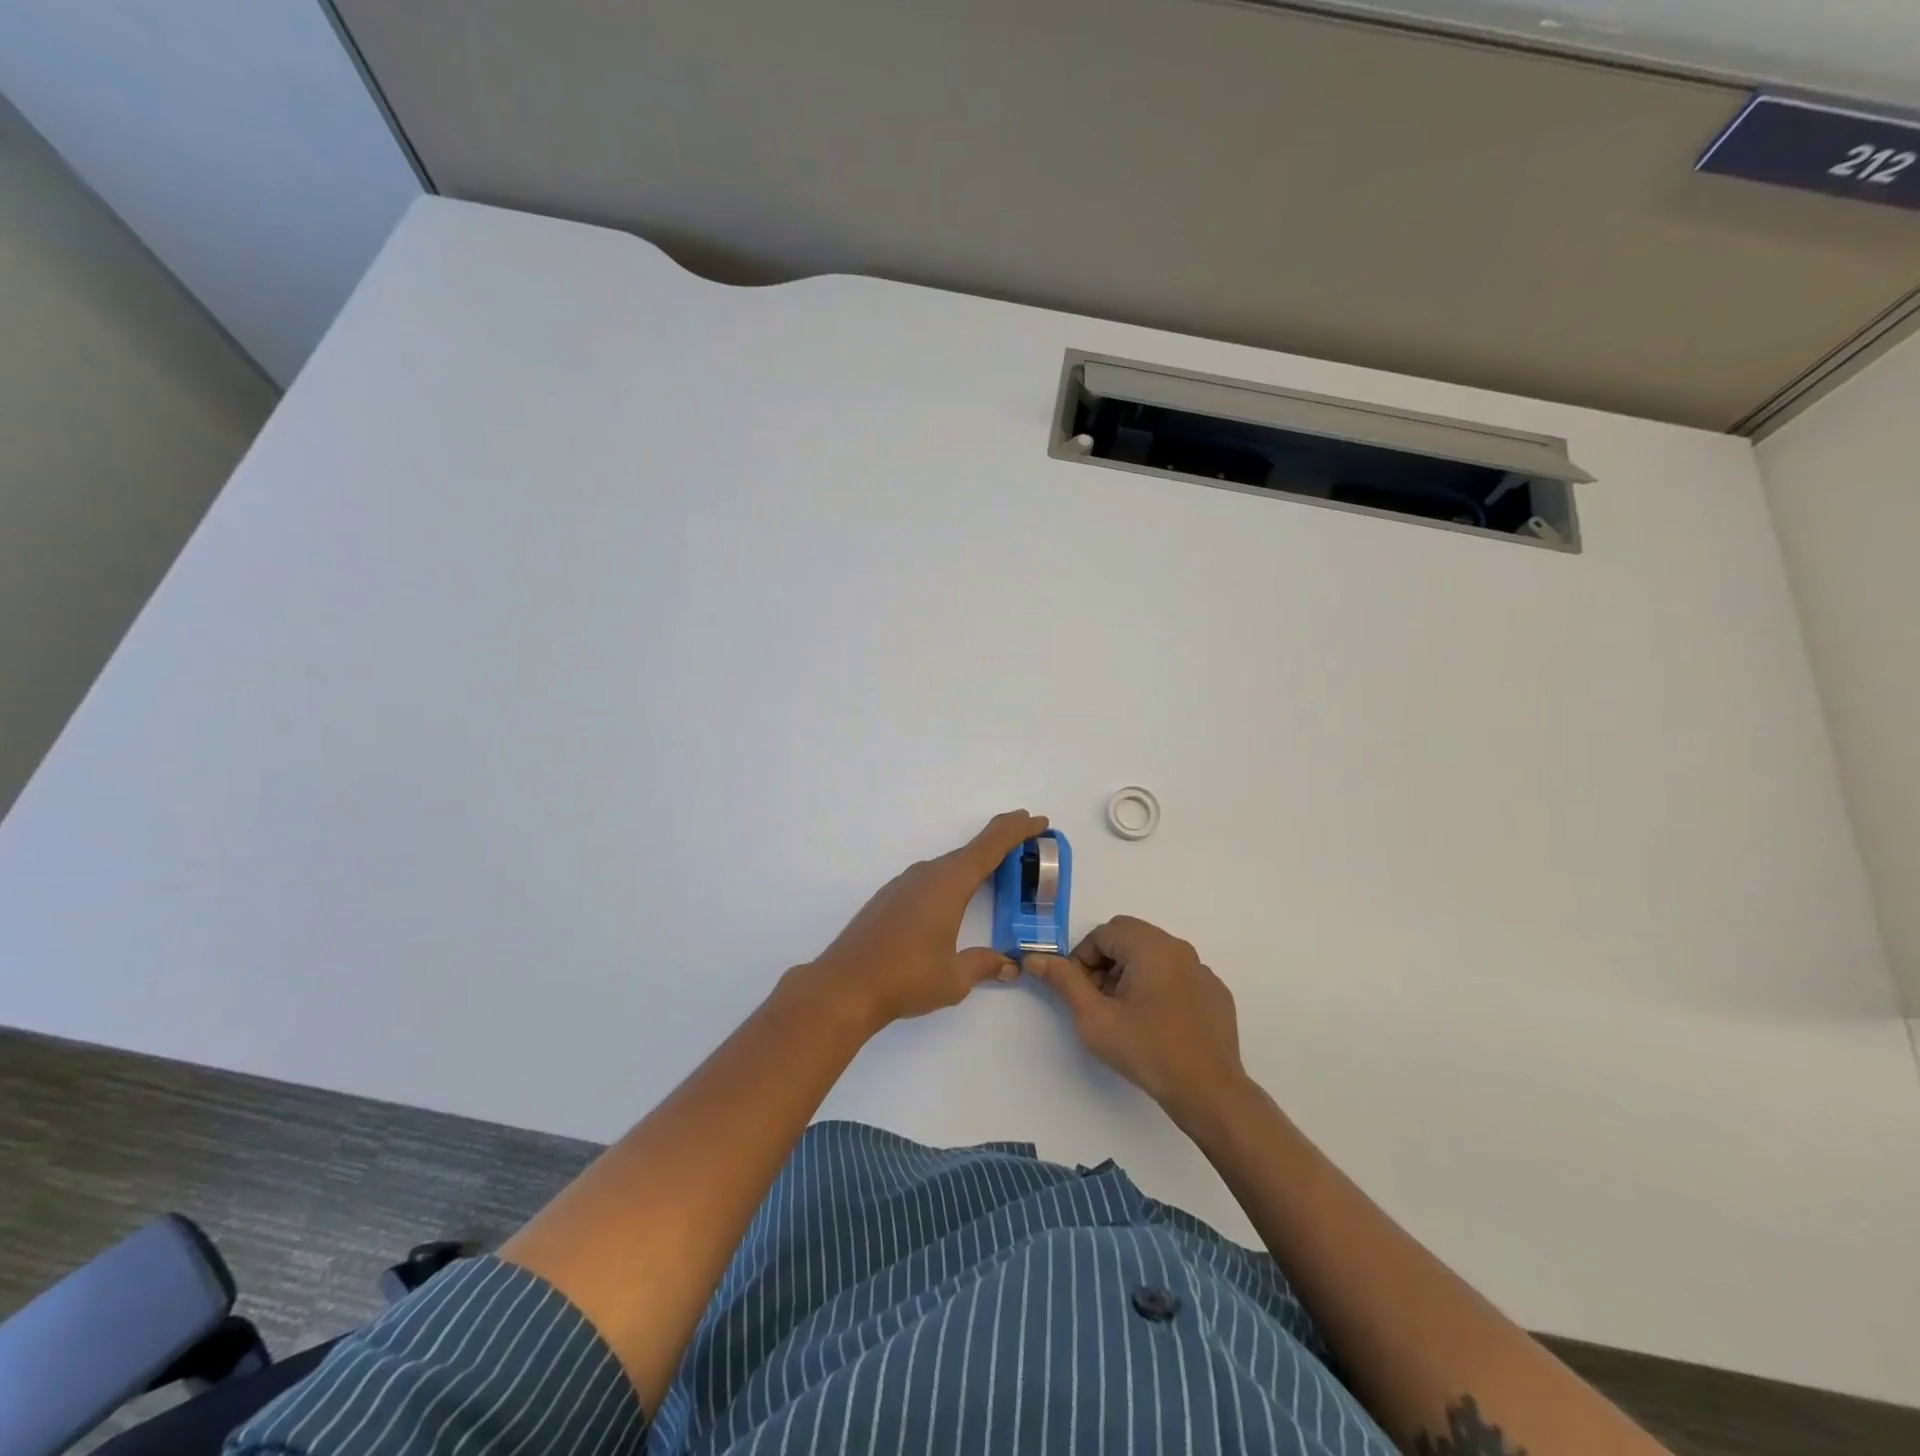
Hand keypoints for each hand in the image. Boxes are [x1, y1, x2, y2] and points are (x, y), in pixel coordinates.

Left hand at [801, 810, 1048, 1031]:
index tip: (1039, 820)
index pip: (990, 846)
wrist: (843, 986)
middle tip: (1028, 843)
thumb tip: (1010, 965)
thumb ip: (984, 965)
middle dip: (1001, 843)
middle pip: (971, 850)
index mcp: (948, 884)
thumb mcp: (954, 978)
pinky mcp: (889, 898)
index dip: (1017, 830)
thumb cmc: (905, 978)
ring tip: (997, 871)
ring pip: (949, 865)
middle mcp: (926, 875)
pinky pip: (931, 878)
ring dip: (975, 862)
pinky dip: (953, 877)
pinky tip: (954, 898)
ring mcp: (904, 884)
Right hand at [1027, 916, 1248, 1121]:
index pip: (1103, 933)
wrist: (1208, 1091)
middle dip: (1105, 961)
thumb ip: (1063, 981)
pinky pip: (1177, 974)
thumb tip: (1035, 958)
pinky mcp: (1215, 992)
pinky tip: (1157, 1022)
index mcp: (1150, 946)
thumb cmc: (1146, 1050)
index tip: (1081, 993)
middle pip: (1129, 936)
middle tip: (1099, 999)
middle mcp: (1178, 948)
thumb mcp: (1094, 1017)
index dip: (1083, 959)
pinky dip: (1159, 985)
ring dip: (1131, 972)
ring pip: (1154, 954)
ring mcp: (1202, 969)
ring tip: (1126, 1012)